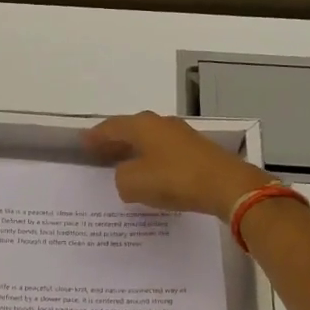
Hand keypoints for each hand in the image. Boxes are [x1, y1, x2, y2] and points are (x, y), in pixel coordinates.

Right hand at [84, 111, 274, 218]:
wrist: (226, 185)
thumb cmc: (174, 179)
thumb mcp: (134, 183)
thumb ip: (121, 178)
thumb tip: (127, 175)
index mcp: (142, 125)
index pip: (111, 127)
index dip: (95, 136)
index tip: (83, 142)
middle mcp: (161, 124)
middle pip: (131, 130)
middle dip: (115, 141)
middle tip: (100, 152)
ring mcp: (182, 136)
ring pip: (150, 141)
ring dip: (135, 151)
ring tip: (122, 164)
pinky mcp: (198, 151)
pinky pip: (165, 152)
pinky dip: (153, 160)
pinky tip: (151, 173)